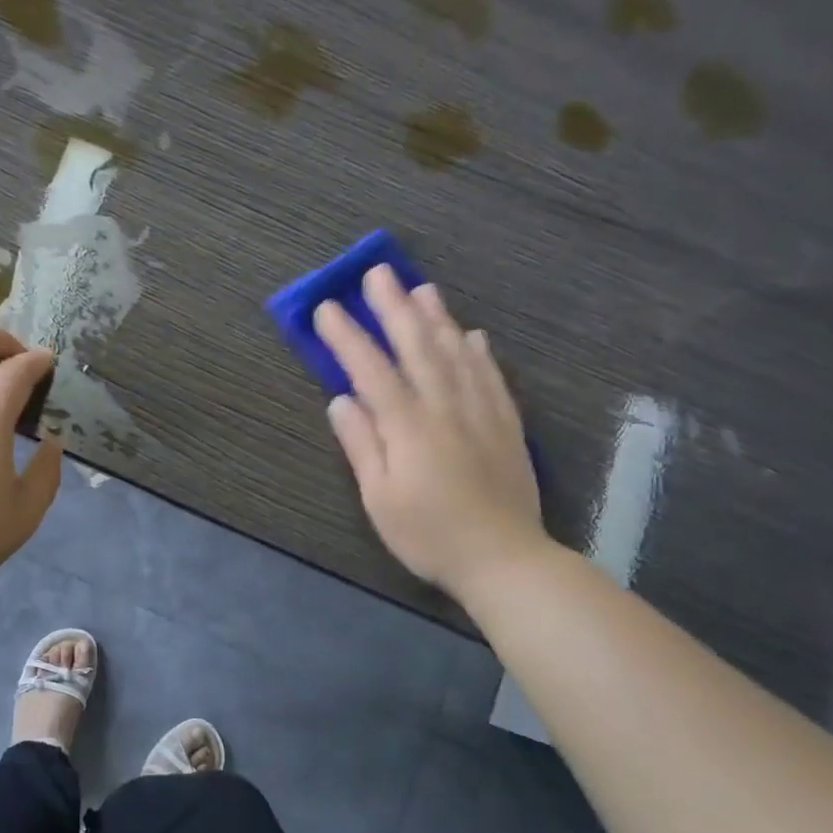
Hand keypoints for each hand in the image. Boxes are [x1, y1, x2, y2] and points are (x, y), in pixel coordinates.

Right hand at [314, 266, 546, 599]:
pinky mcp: (506, 425)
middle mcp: (445, 407)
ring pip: (457, 353)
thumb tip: (340, 400)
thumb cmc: (428, 534)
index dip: (347, 336)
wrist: (504, 559)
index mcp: (408, 426)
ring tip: (421, 288)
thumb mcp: (379, 498)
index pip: (371, 370)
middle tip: (378, 272)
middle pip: (417, 347)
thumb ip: (361, 445)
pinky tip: (472, 334)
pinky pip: (491, 376)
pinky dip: (478, 351)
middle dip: (393, 308)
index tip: (326, 307)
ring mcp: (481, 412)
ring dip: (436, 317)